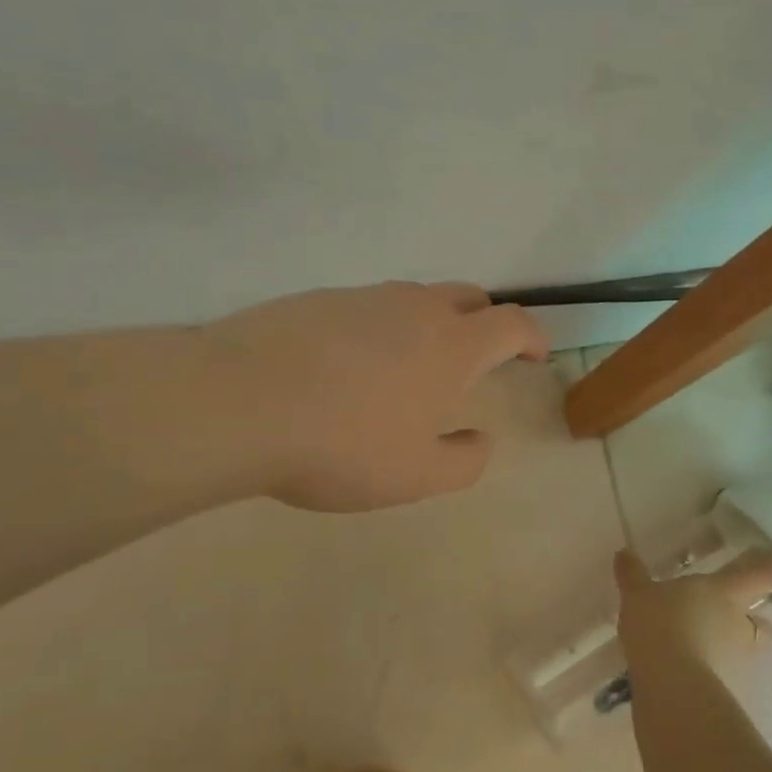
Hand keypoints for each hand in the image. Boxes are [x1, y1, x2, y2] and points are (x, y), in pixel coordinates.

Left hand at [209, 281, 547, 511]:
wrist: (236, 402)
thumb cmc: (342, 444)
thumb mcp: (416, 476)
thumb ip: (464, 461)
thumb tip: (482, 440)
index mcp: (452, 346)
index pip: (511, 323)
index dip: (532, 336)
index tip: (535, 355)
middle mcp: (414, 308)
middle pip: (469, 296)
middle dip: (486, 321)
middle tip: (479, 357)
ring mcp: (363, 297)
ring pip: (415, 298)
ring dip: (430, 324)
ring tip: (409, 368)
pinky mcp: (316, 299)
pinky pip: (367, 307)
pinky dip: (379, 328)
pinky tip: (348, 367)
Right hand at [614, 544, 771, 675]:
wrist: (671, 684)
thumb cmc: (661, 624)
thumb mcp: (639, 595)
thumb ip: (633, 576)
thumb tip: (623, 554)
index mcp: (723, 591)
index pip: (761, 573)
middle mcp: (737, 622)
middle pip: (762, 621)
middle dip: (761, 616)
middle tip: (752, 613)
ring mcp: (733, 657)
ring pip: (745, 647)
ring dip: (735, 642)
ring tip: (711, 642)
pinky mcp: (722, 685)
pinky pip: (721, 669)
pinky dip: (711, 665)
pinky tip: (690, 665)